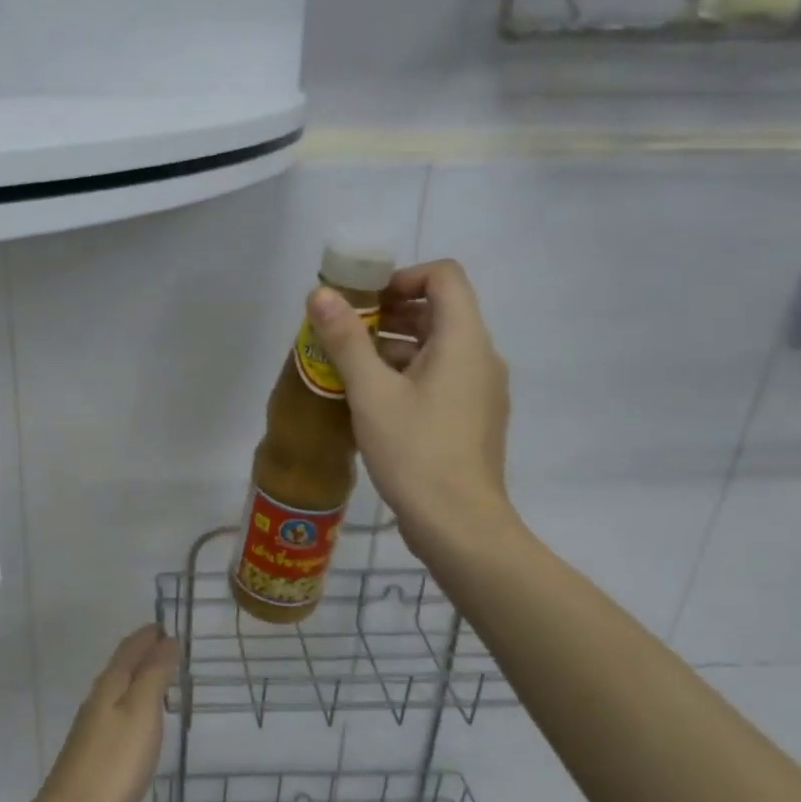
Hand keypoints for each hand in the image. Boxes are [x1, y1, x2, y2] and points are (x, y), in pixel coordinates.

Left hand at [28, 625, 177, 801]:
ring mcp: (92, 733)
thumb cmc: (113, 764)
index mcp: (108, 687)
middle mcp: (96, 703)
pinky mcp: (94, 760)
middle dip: (143, 655)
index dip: (146, 636)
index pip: (128, 650)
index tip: (165, 625)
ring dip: (139, 683)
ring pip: (118, 695)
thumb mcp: (141, 713)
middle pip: (121, 670)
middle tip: (169, 649)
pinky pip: (118, 721)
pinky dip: (135, 711)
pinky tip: (143, 727)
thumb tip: (166, 640)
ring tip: (163, 682)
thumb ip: (154, 675)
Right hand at [306, 259, 517, 557]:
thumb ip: (346, 339)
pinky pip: (439, 378)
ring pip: (435, 348)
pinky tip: (370, 402)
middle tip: (344, 334)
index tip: (363, 301)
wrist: (458, 525)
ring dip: (392, 347)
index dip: (402, 276)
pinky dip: (405, 375)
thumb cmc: (415, 451)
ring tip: (348, 369)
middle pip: (438, 311)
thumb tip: (320, 294)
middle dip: (388, 314)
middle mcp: (480, 357)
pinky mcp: (470, 418)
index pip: (445, 276)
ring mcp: (479, 390)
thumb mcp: (371, 393)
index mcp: (464, 341)